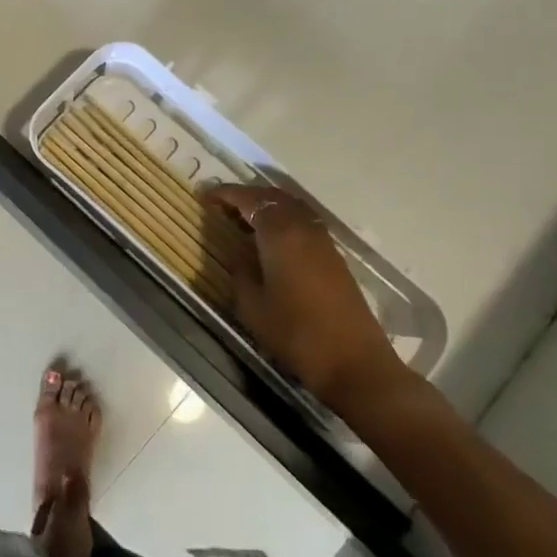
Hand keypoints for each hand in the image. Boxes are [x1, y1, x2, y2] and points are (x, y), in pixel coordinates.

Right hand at [205, 186, 413, 414]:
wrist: (354, 362)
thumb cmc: (295, 333)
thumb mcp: (252, 306)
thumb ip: (240, 271)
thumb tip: (238, 253)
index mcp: (280, 233)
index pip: (248, 199)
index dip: (224, 194)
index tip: (203, 197)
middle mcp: (303, 227)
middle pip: (272, 196)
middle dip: (245, 196)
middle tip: (220, 206)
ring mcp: (322, 241)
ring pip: (290, 207)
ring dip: (265, 206)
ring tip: (242, 220)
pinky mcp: (333, 256)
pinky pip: (302, 222)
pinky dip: (282, 220)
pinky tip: (268, 240)